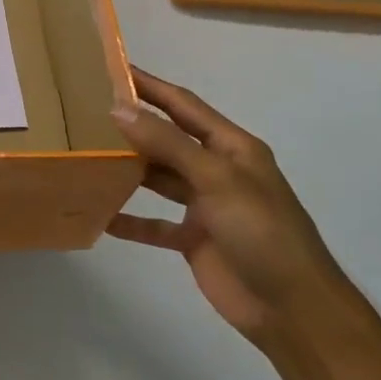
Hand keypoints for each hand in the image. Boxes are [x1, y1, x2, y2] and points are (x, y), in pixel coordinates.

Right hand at [108, 67, 353, 345]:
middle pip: (167, 139)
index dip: (149, 85)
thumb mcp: (217, 179)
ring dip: (127, 169)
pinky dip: (130, 219)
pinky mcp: (195, 239)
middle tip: (86, 112)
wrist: (294, 311)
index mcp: (232, 147)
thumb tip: (118, 108)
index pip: (183, 105)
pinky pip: (154, 223)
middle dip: (132, 126)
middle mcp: (217, 170)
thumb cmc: (262, 232)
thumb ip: (167, 143)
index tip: (111, 68)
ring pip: (158, 178)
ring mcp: (205, 206)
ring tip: (86, 155)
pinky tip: (100, 215)